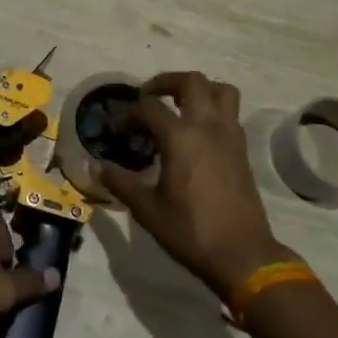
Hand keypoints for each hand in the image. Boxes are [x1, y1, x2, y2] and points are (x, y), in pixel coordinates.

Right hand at [97, 71, 292, 299]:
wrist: (243, 255)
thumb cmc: (191, 231)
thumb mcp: (147, 209)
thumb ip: (120, 182)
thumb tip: (95, 166)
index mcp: (181, 137)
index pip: (149, 107)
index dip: (127, 113)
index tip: (114, 128)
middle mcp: (208, 127)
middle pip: (191, 81)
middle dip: (166, 82)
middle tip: (147, 97)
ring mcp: (230, 136)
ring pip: (220, 90)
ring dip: (198, 89)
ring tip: (178, 105)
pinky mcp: (242, 150)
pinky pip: (230, 113)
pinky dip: (212, 110)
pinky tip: (196, 134)